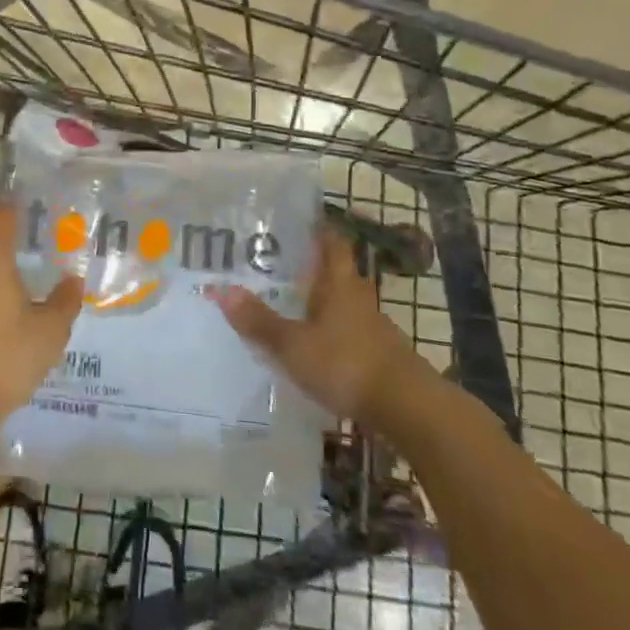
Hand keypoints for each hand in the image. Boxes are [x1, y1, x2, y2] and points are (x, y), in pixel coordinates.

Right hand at [217, 226, 427, 426]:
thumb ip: (259, 321)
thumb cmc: (346, 364)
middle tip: (279, 265)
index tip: (298, 221)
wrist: (408, 409)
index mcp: (339, 283)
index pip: (332, 242)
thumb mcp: (293, 345)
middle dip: (312, 267)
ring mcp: (373, 327)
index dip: (318, 229)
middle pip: (336, 272)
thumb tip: (220, 290)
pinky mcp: (380, 355)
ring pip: (343, 303)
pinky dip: (331, 331)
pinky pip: (349, 331)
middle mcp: (359, 297)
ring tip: (290, 304)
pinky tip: (315, 345)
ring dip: (321, 301)